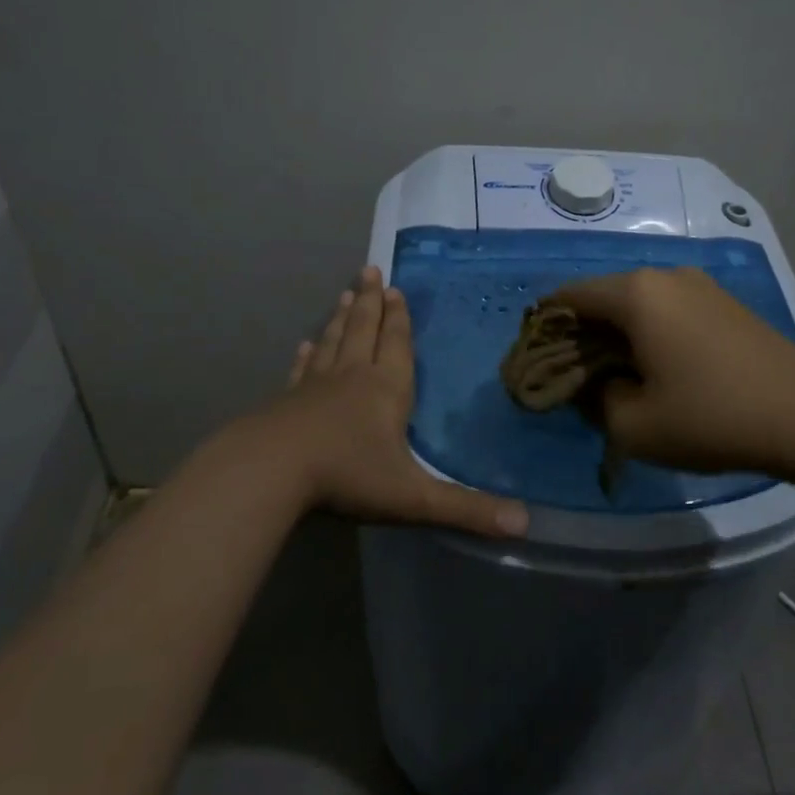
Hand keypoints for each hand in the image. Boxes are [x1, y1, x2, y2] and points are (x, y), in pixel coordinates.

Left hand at [266, 266, 527, 537]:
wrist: (269, 471)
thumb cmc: (347, 476)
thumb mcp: (414, 497)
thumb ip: (467, 510)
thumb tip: (526, 524)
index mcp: (386, 389)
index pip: (397, 345)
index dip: (399, 319)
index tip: (395, 289)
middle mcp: (352, 377)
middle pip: (363, 330)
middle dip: (369, 303)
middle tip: (369, 270)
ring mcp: (314, 387)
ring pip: (332, 343)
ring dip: (340, 318)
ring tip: (344, 294)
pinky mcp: (285, 402)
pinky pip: (300, 371)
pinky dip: (305, 356)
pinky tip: (303, 346)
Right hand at [550, 267, 794, 476]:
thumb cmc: (711, 418)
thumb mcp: (633, 425)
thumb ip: (594, 399)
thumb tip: (592, 383)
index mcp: (635, 294)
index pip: (569, 296)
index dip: (546, 327)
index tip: (539, 360)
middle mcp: (665, 275)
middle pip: (604, 296)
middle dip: (583, 332)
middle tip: (576, 375)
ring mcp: (700, 285)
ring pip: (638, 302)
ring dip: (618, 332)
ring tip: (617, 374)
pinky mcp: (725, 302)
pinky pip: (669, 309)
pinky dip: (650, 331)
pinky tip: (659, 366)